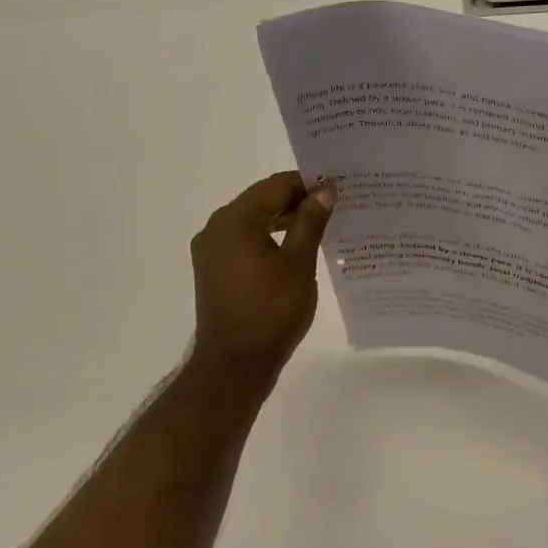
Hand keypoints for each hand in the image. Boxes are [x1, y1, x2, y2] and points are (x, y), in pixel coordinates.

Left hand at [190, 172, 334, 379]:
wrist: (235, 362)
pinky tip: (293, 251)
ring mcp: (211, 251)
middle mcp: (216, 228)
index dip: (307, 184)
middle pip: (261, 202)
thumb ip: (310, 222)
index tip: (337, 188)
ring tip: (319, 227)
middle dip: (296, 202)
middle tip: (333, 207)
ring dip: (283, 222)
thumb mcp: (299, 264)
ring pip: (252, 223)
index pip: (275, 186)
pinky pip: (243, 243)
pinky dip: (268, 240)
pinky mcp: (213, 271)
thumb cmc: (271, 311)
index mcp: (234, 220)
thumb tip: (324, 191)